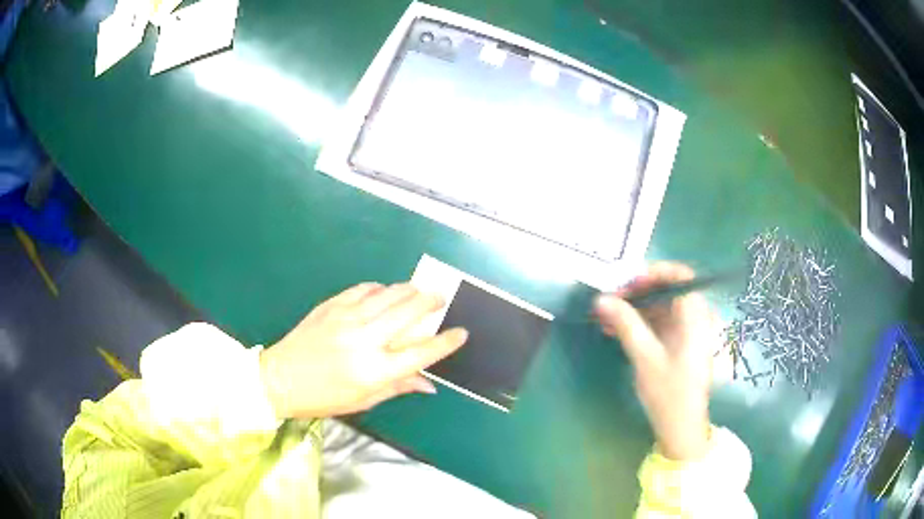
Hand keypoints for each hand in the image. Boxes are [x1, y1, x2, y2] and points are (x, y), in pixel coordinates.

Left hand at [260, 283, 467, 418]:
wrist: (281, 378)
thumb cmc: (324, 397)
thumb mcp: (364, 400)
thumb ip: (399, 387)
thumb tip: (429, 384)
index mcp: (375, 371)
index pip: (421, 353)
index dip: (446, 342)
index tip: (461, 332)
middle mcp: (365, 340)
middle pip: (409, 312)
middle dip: (431, 301)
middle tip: (440, 298)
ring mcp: (347, 319)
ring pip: (389, 294)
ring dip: (409, 289)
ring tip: (418, 291)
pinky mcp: (332, 306)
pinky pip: (364, 289)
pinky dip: (380, 288)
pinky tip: (384, 292)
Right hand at [594, 262, 718, 460]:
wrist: (681, 427)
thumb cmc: (669, 393)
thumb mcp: (645, 357)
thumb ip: (626, 324)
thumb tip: (601, 299)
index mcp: (695, 317)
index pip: (680, 276)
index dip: (653, 273)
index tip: (627, 284)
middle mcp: (695, 318)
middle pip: (668, 290)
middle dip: (637, 292)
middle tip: (610, 301)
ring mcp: (687, 332)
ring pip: (660, 307)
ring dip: (634, 309)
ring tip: (605, 316)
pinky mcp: (678, 344)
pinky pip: (659, 323)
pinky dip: (639, 324)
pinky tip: (615, 330)